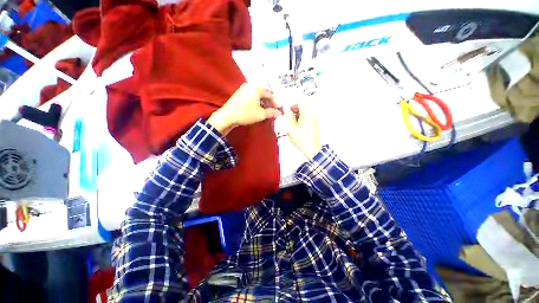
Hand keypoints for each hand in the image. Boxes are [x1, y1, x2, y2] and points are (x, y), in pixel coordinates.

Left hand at [208, 83, 281, 134]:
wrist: (227, 116)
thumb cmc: (246, 113)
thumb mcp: (261, 114)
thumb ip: (271, 112)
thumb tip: (279, 112)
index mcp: (257, 88)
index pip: (270, 94)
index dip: (276, 102)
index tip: (278, 110)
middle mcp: (250, 85)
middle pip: (264, 93)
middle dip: (269, 102)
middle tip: (273, 111)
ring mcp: (243, 88)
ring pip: (257, 95)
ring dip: (263, 102)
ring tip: (266, 111)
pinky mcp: (239, 93)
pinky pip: (251, 96)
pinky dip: (256, 102)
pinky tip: (257, 108)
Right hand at [284, 100, 320, 159]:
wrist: (311, 149)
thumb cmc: (301, 139)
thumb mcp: (290, 127)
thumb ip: (288, 115)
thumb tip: (286, 108)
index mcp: (307, 113)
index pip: (300, 101)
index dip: (292, 105)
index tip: (288, 111)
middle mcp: (313, 114)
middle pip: (303, 105)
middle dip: (295, 110)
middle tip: (290, 118)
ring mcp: (315, 119)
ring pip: (305, 111)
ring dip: (298, 115)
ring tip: (294, 124)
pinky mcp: (315, 123)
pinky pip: (308, 116)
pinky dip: (302, 119)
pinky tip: (298, 127)